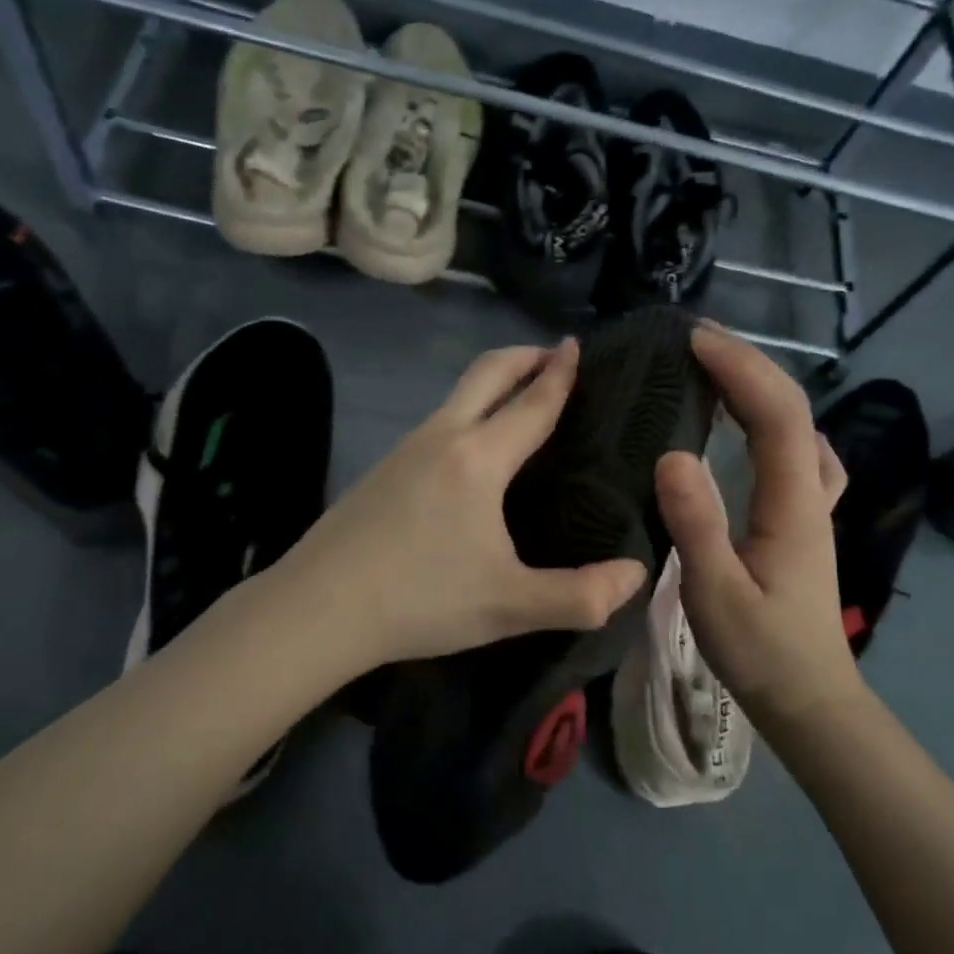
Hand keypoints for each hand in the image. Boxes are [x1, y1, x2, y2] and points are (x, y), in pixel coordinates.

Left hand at [268, 339, 647, 675]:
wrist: (316, 609)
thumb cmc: (420, 600)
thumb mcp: (510, 606)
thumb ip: (581, 596)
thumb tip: (637, 574)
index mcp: (479, 458)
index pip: (532, 402)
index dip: (560, 372)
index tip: (577, 344)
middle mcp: (442, 437)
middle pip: (488, 373)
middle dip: (525, 356)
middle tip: (555, 356)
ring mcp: (405, 448)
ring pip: (457, 395)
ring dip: (494, 383)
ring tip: (521, 401)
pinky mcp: (383, 468)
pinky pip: (438, 421)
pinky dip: (469, 411)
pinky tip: (473, 451)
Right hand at [656, 326, 861, 727]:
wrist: (810, 700)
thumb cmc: (761, 652)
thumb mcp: (716, 593)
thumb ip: (696, 524)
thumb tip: (672, 454)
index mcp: (793, 503)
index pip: (777, 415)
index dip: (740, 368)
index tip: (695, 340)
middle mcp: (811, 493)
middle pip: (794, 409)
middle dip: (750, 363)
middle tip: (699, 338)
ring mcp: (813, 507)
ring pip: (801, 426)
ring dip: (763, 387)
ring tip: (720, 369)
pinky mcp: (803, 522)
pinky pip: (799, 452)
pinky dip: (776, 421)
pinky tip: (756, 427)